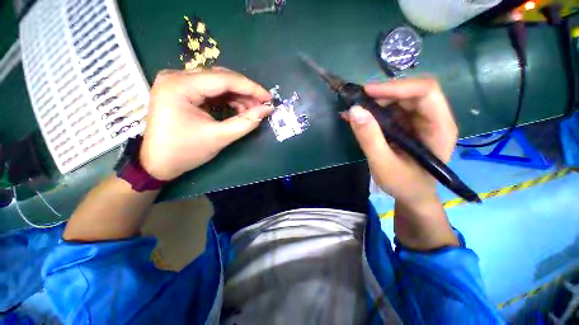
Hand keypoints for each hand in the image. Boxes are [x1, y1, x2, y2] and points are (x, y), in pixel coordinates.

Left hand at [140, 68, 272, 180]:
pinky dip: (228, 99)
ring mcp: (178, 82)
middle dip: (245, 92)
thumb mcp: (219, 137)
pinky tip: (239, 109)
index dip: (251, 88)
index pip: (224, 79)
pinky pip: (211, 90)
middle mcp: (177, 77)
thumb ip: (246, 122)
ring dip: (238, 96)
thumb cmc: (185, 152)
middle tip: (263, 104)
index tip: (269, 97)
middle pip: (221, 78)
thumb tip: (267, 110)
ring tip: (252, 110)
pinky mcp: (182, 91)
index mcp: (180, 86)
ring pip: (218, 83)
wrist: (158, 163)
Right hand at [346, 78, 458, 248]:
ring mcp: (420, 121)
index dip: (396, 87)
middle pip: (411, 93)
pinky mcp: (407, 125)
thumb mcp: (383, 164)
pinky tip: (357, 117)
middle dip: (382, 95)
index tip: (367, 92)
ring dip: (375, 103)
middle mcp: (433, 118)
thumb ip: (369, 138)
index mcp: (439, 127)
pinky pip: (390, 110)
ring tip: (353, 111)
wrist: (411, 195)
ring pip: (398, 100)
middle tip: (356, 102)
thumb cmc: (404, 184)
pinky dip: (372, 111)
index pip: (426, 92)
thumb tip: (354, 110)